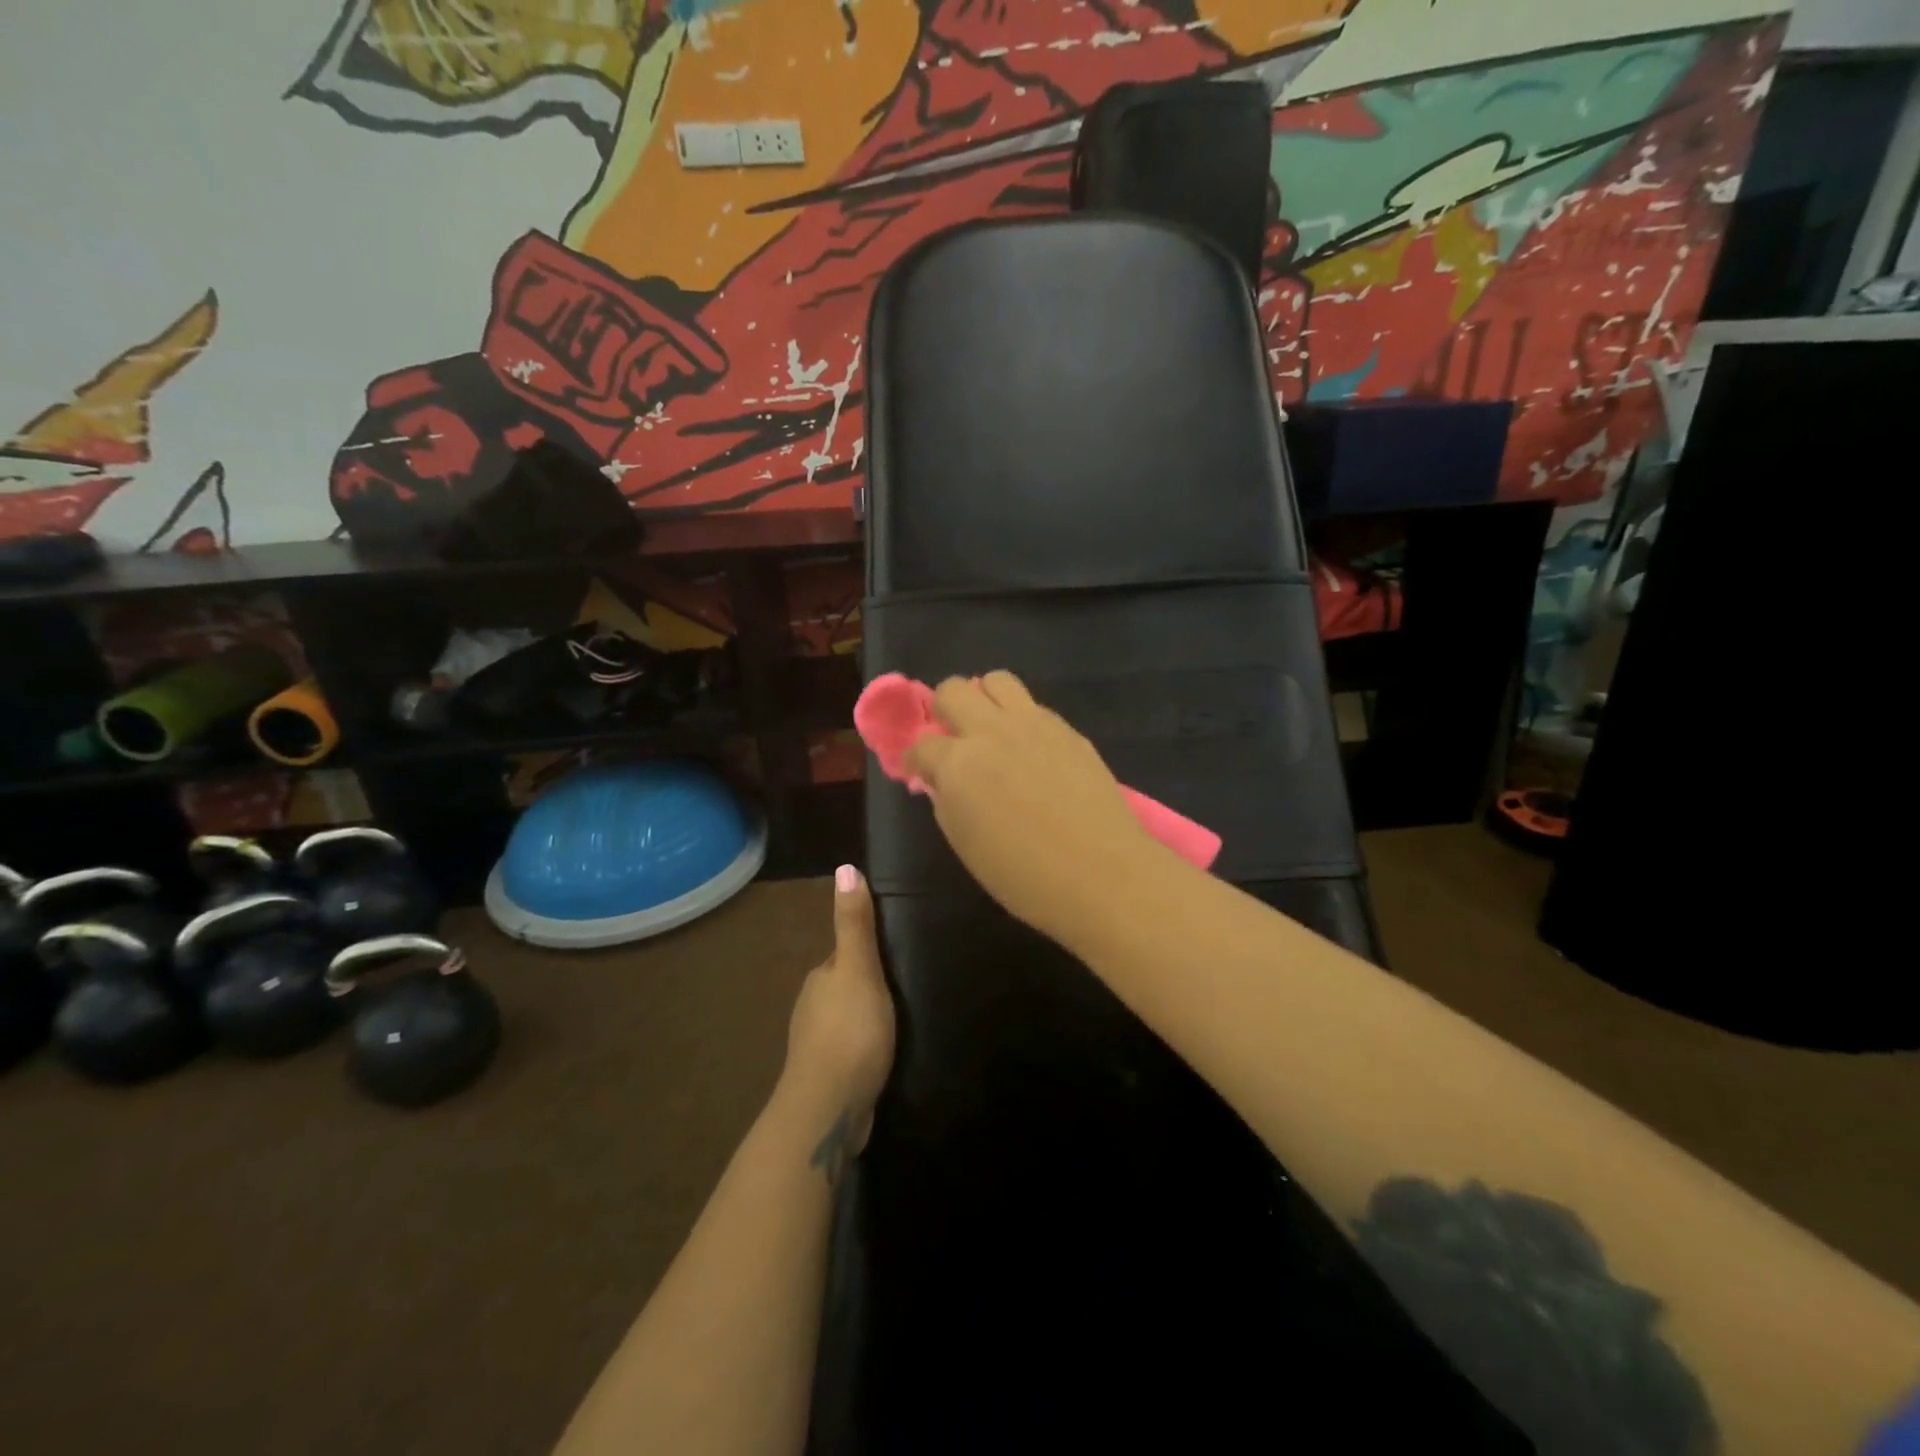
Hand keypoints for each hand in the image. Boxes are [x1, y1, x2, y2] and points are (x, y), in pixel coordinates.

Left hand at [778, 866, 895, 1179]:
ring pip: (847, 1019)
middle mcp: (813, 1006)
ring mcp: (817, 1045)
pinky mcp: (829, 1076)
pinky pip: (851, 1050)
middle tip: (908, 987)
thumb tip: (845, 867)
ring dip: (868, 1017)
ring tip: (902, 1020)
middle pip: (846, 985)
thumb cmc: (849, 1031)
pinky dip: (865, 1047)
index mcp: (820, 978)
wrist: (829, 1108)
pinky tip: (884, 1055)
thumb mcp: (859, 969)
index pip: (846, 954)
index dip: (869, 951)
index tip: (898, 952)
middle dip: (869, 985)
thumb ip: (855, 924)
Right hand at [902, 672, 1163, 945]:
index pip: (921, 745)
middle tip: (953, 739)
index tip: (920, 771)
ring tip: (991, 730)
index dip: (915, 759)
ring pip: (996, 680)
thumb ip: (947, 802)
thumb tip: (942, 780)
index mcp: (958, 764)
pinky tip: (1029, 750)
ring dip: (984, 699)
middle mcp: (990, 731)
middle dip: (943, 709)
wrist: (1101, 874)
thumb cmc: (1024, 876)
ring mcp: (1032, 724)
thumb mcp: (966, 845)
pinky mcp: (1067, 729)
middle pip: (952, 690)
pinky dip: (1020, 719)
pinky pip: (1033, 706)